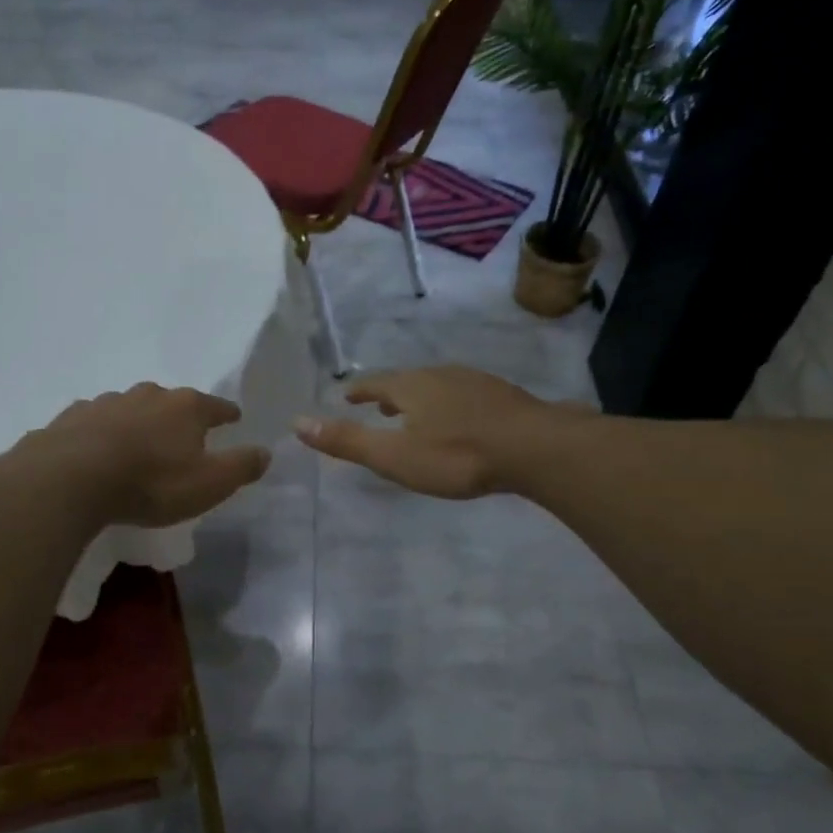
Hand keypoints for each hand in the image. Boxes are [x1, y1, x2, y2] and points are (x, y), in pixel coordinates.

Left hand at [23, 383, 271, 527]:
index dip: (227, 413)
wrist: (72, 479)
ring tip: (139, 443)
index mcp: (186, 407)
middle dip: (179, 415)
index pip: (217, 406)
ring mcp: (107, 402)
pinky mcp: (72, 417)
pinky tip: (98, 448)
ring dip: (139, 422)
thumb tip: (266, 452)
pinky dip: (102, 432)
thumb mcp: (210, 483)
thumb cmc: (152, 483)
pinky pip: (95, 422)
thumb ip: (241, 466)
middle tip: (183, 434)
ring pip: (131, 408)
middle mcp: (148, 394)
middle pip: (172, 401)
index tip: (234, 418)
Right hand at [293, 366, 555, 498]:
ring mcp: (476, 383)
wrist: (534, 448)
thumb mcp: (394, 456)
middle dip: (390, 394)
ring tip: (416, 413)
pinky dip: (450, 404)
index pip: (376, 384)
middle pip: (407, 381)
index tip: (347, 396)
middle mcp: (441, 376)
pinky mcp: (504, 396)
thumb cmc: (457, 456)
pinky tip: (461, 420)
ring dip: (421, 398)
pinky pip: (465, 395)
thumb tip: (297, 423)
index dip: (359, 391)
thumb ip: (348, 441)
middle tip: (378, 406)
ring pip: (438, 386)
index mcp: (411, 387)